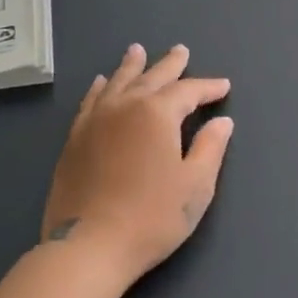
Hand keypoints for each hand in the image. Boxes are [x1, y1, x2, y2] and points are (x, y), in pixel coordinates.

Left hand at [39, 43, 233, 288]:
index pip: (188, 91)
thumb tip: (221, 122)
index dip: (208, 87)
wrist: (89, 246)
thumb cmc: (151, 217)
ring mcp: (95, 121)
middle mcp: (125, 106)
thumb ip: (210, 148)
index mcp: (157, 113)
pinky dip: (100, 88)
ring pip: (118, 82)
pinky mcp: (75, 139)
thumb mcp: (195, 185)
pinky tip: (101, 83)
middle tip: (181, 50)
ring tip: (137, 50)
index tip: (223, 86)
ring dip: (132, 65)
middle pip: (152, 76)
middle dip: (170, 64)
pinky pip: (90, 101)